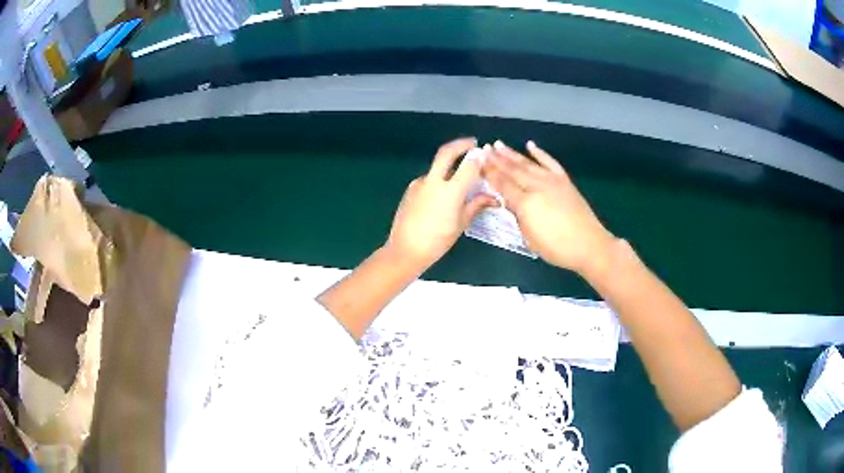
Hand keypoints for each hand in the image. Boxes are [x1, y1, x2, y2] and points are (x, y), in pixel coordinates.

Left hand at [387, 138, 498, 270]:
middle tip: (472, 143)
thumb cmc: (438, 240)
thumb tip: (494, 198)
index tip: (485, 152)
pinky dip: (438, 179)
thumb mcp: (461, 223)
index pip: (468, 165)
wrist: (406, 249)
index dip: (478, 156)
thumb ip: (477, 205)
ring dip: (448, 164)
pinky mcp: (410, 189)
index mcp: (450, 191)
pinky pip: (427, 179)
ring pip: (436, 167)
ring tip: (459, 175)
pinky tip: (442, 193)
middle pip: (446, 152)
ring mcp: (419, 184)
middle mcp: (433, 181)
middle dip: (460, 144)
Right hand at [483, 141, 617, 274]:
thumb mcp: (530, 238)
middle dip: (497, 159)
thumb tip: (510, 202)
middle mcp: (536, 187)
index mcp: (525, 203)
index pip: (502, 184)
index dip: (489, 173)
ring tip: (499, 144)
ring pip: (528, 163)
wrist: (589, 245)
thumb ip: (518, 217)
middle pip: (512, 170)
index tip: (478, 162)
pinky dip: (540, 153)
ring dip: (512, 153)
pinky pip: (550, 162)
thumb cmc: (557, 248)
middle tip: (484, 149)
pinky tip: (530, 145)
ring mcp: (552, 181)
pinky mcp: (564, 180)